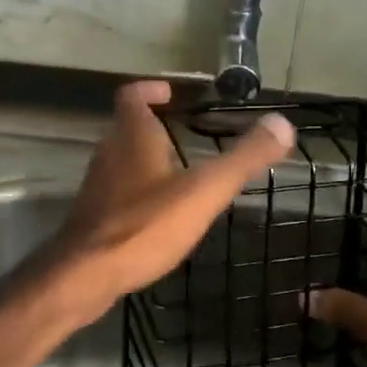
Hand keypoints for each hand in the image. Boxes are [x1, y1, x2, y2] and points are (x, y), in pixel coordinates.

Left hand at [50, 81, 293, 322]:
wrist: (84, 276)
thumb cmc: (144, 225)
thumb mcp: (204, 191)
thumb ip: (243, 158)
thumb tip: (283, 123)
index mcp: (131, 136)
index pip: (133, 95)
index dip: (151, 90)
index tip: (172, 95)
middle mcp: (109, 153)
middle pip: (126, 126)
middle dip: (153, 125)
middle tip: (184, 131)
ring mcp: (98, 186)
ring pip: (121, 159)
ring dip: (145, 158)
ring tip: (179, 170)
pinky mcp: (93, 216)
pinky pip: (117, 190)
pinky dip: (138, 190)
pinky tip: (159, 213)